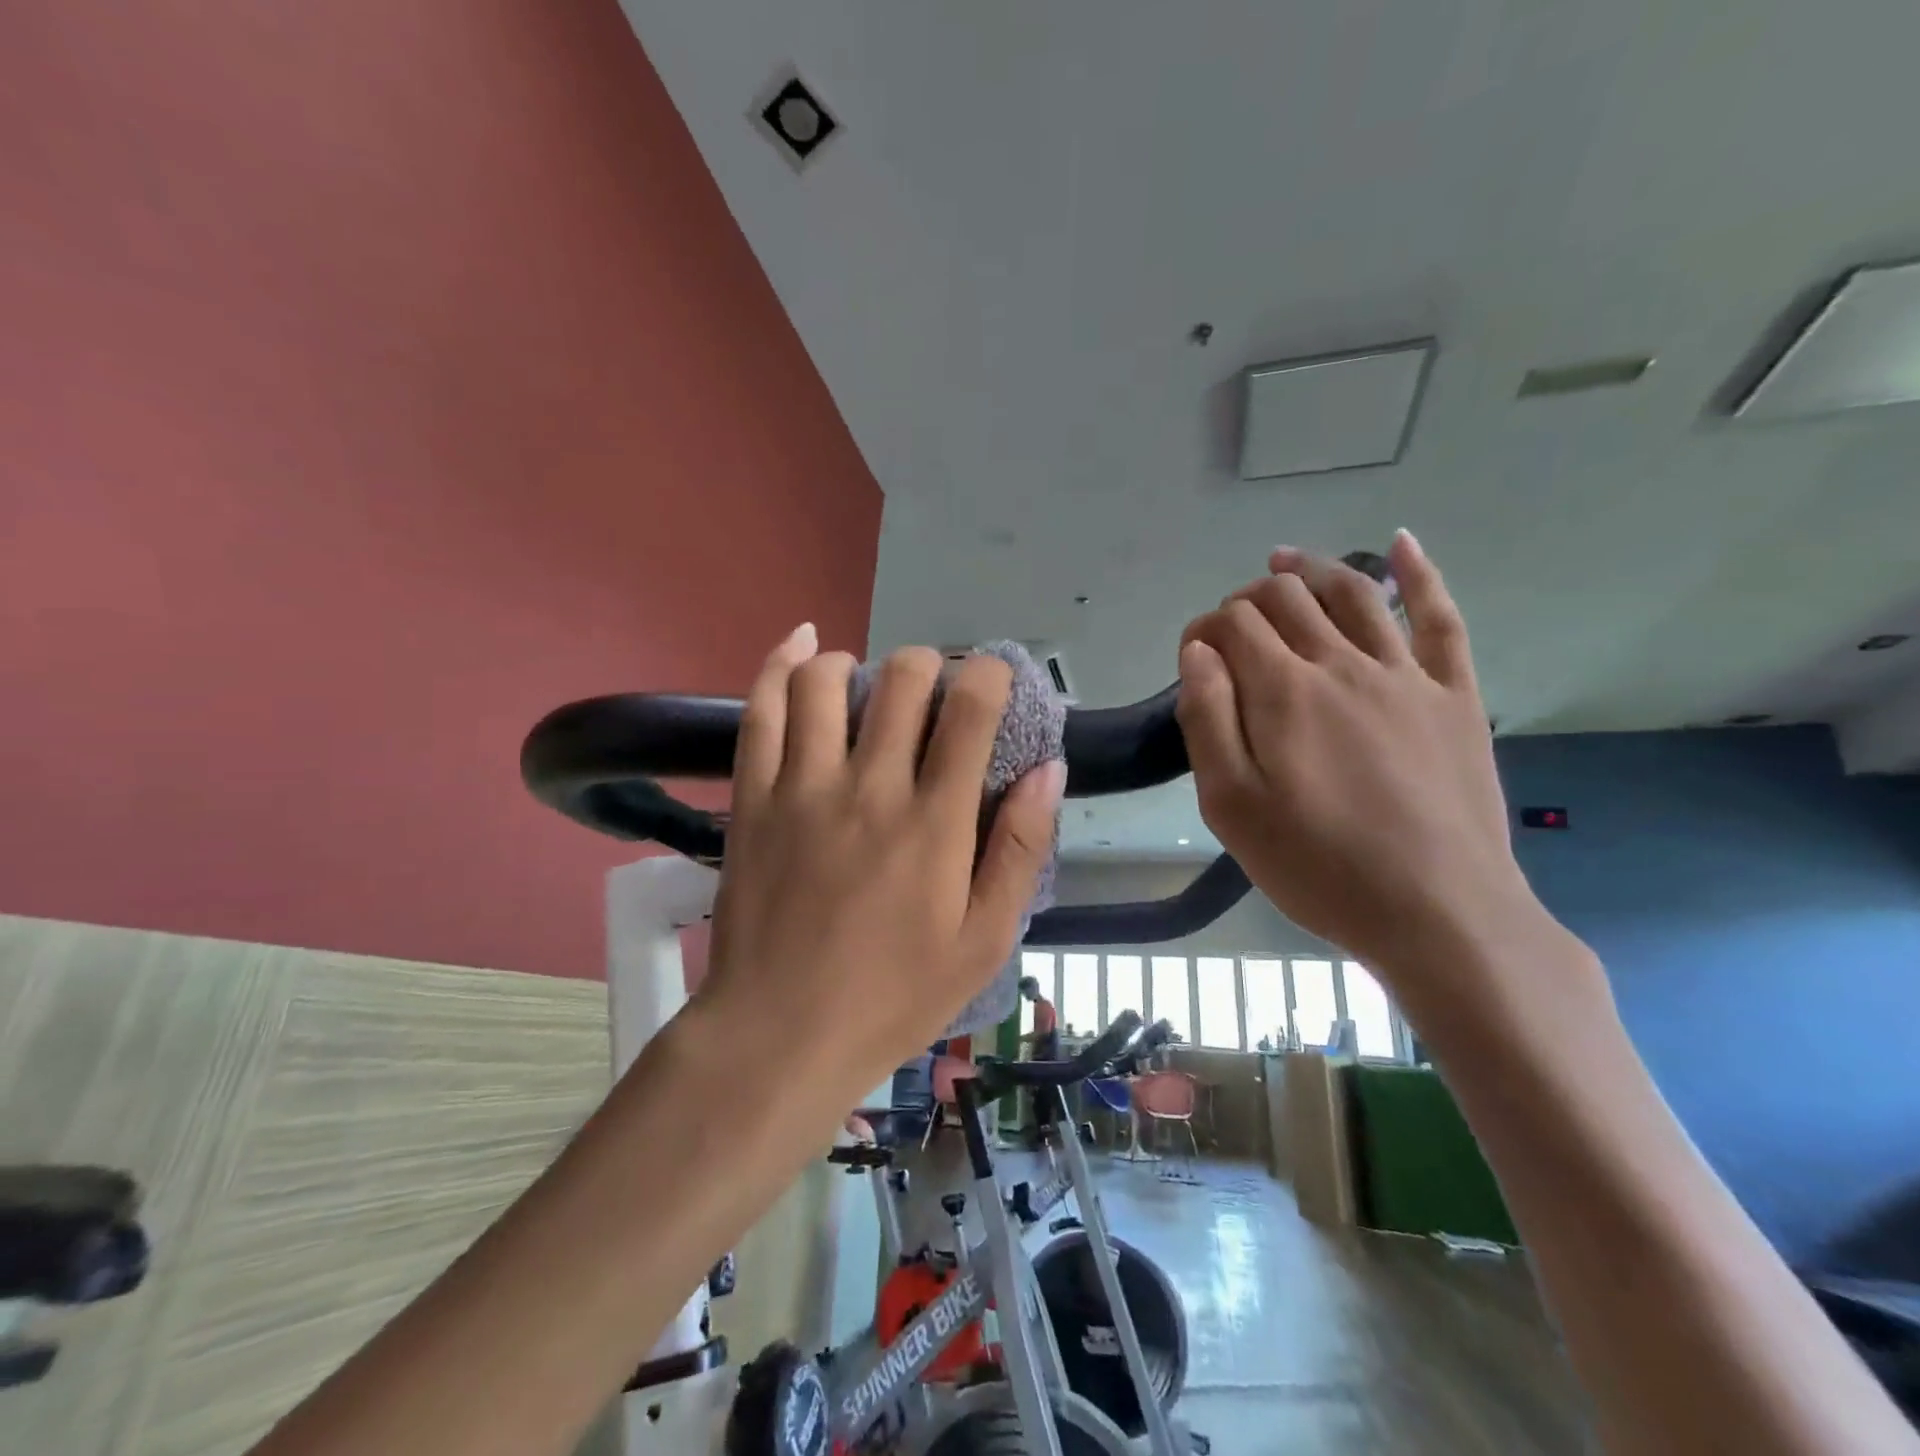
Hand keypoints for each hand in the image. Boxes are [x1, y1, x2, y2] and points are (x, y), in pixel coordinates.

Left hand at [698, 625, 1064, 1106]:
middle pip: (902, 678)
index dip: (989, 676)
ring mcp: (802, 786)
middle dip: (929, 667)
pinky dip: (782, 664)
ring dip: (858, 664)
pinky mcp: (753, 797)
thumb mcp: (984, 941)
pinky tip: (803, 644)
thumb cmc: (893, 997)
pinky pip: (762, 710)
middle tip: (933, 697)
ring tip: (869, 686)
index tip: (992, 685)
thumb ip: (1022, 850)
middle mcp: (869, 786)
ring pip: (826, 680)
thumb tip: (1048, 769)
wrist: (778, 1036)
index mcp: (934, 821)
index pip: (970, 710)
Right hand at [1175, 532, 1551, 1019]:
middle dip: (1248, 599)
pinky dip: (1421, 574)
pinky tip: (1405, 543)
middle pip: (1289, 600)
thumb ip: (1207, 720)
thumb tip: (1198, 653)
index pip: (1233, 626)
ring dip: (1312, 570)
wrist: (1438, 912)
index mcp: (1283, 692)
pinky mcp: (1454, 696)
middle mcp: (1342, 665)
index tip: (1192, 659)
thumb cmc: (1317, 865)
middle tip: (1232, 624)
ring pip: (1355, 594)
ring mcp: (1406, 675)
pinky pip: (1440, 619)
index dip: (1203, 630)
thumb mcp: (1231, 805)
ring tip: (1284, 561)